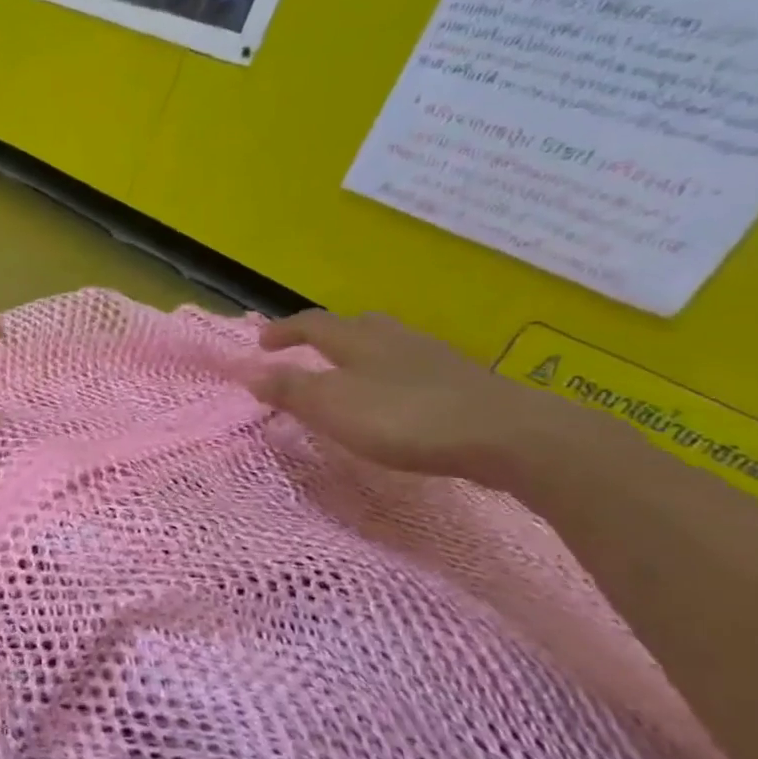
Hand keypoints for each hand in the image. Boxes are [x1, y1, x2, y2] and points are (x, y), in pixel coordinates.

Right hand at [248, 310, 582, 483]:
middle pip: (357, 326)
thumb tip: (249, 372)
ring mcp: (435, 358)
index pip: (312, 324)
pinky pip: (415, 369)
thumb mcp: (331, 406)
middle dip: (329, 335)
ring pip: (390, 345)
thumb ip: (289, 389)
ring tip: (352, 376)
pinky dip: (394, 377)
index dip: (284, 330)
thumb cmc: (404, 418)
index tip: (262, 343)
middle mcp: (395, 339)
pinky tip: (397, 400)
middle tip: (311, 352)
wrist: (507, 435)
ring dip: (364, 355)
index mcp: (358, 341)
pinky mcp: (464, 383)